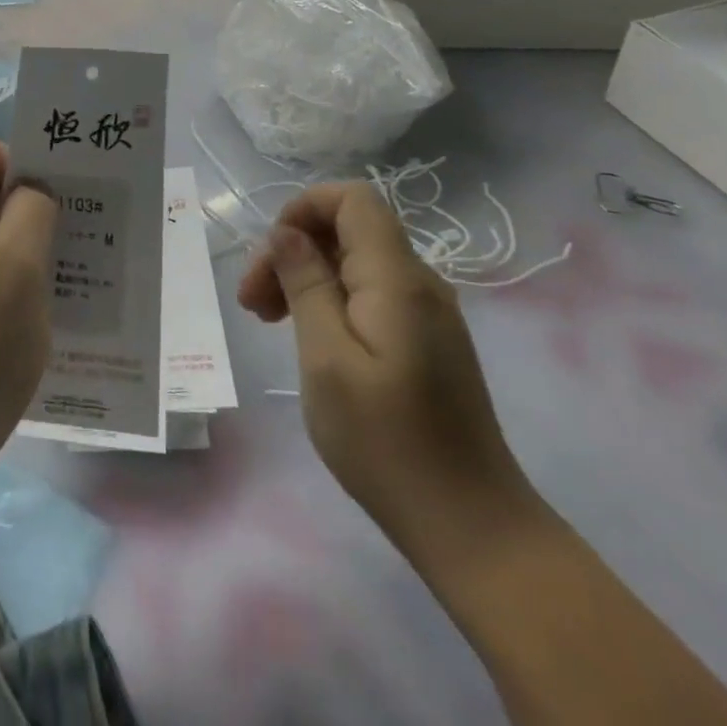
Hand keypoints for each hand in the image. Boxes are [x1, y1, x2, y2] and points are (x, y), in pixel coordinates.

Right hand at [238, 181, 539, 563]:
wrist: (473, 528)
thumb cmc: (388, 444)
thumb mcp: (327, 360)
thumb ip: (306, 285)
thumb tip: (286, 232)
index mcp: (397, 279)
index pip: (353, 199)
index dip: (304, 207)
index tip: (270, 252)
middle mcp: (418, 283)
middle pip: (348, 229)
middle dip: (293, 248)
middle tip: (253, 301)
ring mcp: (425, 313)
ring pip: (354, 262)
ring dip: (305, 276)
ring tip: (266, 319)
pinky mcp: (424, 340)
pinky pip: (369, 293)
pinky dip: (329, 300)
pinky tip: (306, 336)